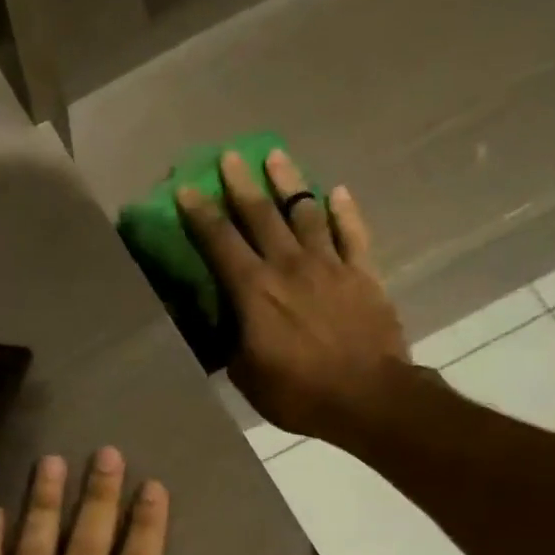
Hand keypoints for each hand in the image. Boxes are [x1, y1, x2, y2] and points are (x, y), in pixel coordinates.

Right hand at [177, 149, 412, 440]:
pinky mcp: (363, 274)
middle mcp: (288, 267)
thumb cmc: (298, 392)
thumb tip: (223, 325)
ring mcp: (330, 266)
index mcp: (254, 291)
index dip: (201, 215)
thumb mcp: (246, 375)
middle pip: (261, 215)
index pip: (220, 243)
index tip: (187, 190)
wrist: (367, 398)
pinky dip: (344, 211)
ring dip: (289, 183)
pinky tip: (337, 192)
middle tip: (228, 157)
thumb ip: (232, 342)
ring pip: (306, 213)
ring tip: (276, 157)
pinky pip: (353, 233)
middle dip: (241, 184)